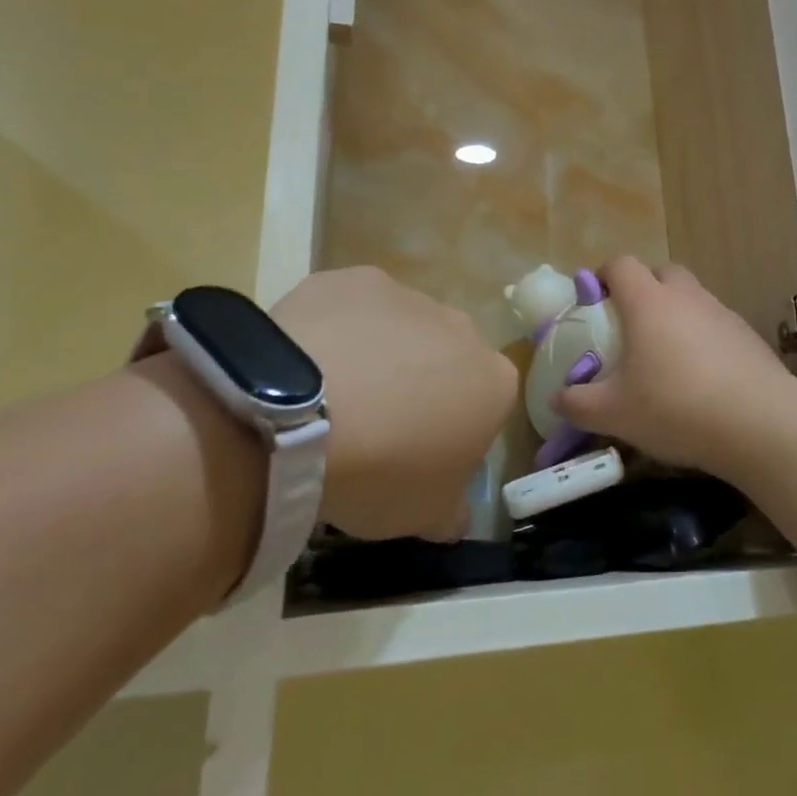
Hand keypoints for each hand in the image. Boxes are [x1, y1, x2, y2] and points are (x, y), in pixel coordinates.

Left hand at [271, 267, 515, 539]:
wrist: (302, 413)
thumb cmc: (382, 471)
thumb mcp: (425, 516)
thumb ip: (450, 510)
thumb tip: (452, 514)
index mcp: (494, 383)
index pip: (486, 407)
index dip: (453, 433)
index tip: (416, 459)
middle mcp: (462, 329)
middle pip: (447, 359)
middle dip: (421, 385)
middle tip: (374, 428)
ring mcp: (408, 296)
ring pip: (400, 329)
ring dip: (378, 355)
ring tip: (329, 398)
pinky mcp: (353, 279)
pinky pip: (350, 308)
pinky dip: (335, 330)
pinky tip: (302, 363)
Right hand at [551, 256, 796, 477]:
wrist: (758, 422)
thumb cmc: (675, 407)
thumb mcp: (614, 413)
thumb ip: (578, 404)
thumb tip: (557, 400)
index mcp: (648, 302)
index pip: (621, 265)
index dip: (604, 275)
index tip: (594, 300)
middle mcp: (686, 296)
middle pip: (662, 272)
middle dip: (644, 289)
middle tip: (632, 325)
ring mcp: (721, 313)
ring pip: (692, 297)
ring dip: (676, 314)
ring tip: (667, 356)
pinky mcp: (748, 335)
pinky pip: (717, 324)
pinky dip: (704, 338)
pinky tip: (702, 376)